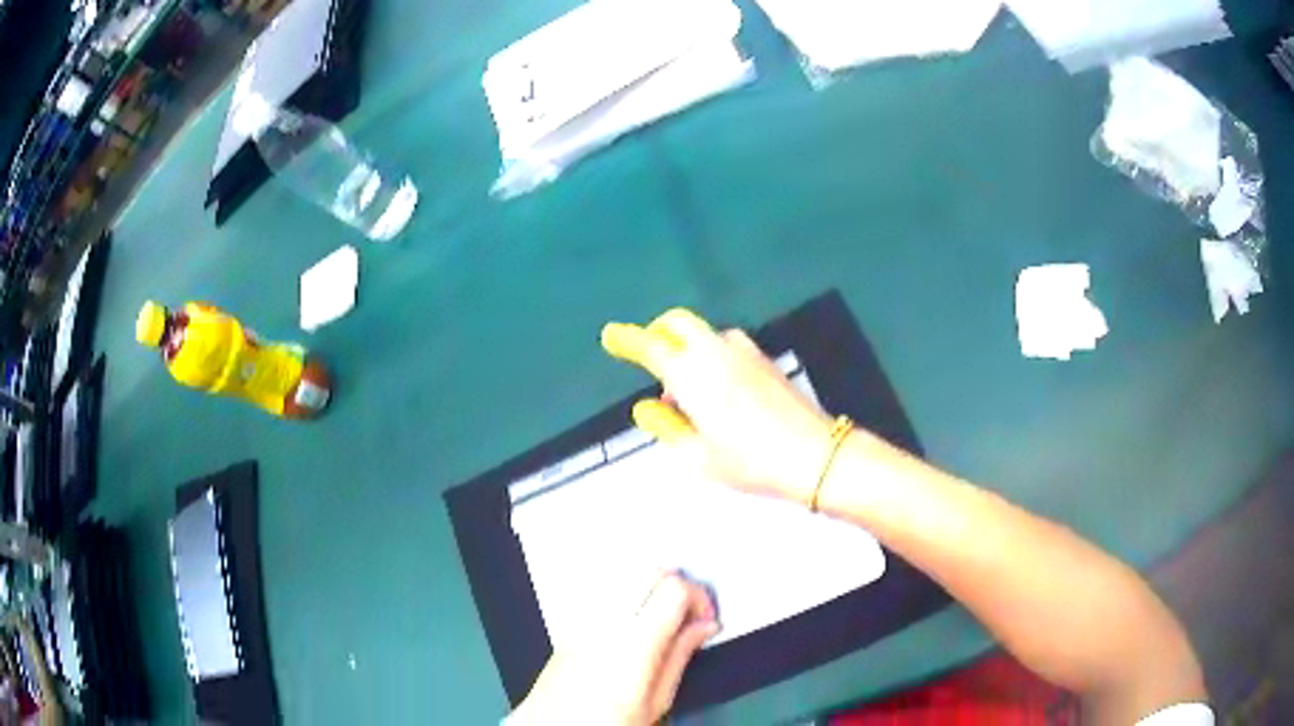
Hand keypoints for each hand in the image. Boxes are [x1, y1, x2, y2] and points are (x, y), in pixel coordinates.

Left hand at [507, 572, 718, 725]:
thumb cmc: (602, 724)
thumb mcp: (657, 701)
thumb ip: (681, 656)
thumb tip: (703, 628)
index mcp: (632, 645)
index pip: (674, 589)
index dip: (700, 597)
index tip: (705, 618)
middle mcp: (602, 624)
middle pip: (649, 571)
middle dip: (677, 586)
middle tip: (688, 616)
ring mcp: (581, 620)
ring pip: (624, 575)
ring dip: (650, 589)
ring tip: (661, 620)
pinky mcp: (569, 625)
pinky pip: (602, 593)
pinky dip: (625, 597)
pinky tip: (632, 623)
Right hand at [602, 309, 833, 501]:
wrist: (814, 454)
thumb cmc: (750, 461)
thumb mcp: (698, 456)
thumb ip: (666, 428)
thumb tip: (645, 408)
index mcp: (692, 374)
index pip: (650, 346)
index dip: (627, 339)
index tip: (610, 335)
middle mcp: (716, 352)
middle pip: (678, 322)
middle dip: (658, 332)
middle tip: (651, 358)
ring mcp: (745, 351)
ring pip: (704, 334)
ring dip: (687, 348)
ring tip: (689, 391)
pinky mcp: (765, 360)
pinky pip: (726, 345)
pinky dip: (710, 355)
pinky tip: (720, 390)